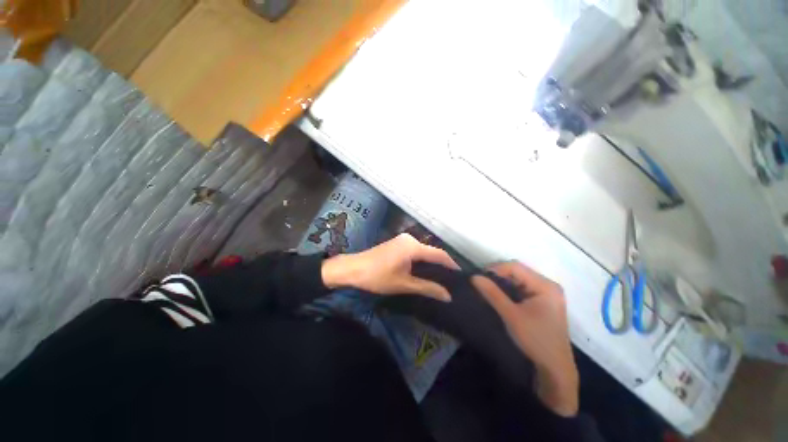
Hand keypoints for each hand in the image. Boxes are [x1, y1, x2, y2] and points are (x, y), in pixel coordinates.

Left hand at [321, 233, 459, 300]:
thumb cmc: (378, 277)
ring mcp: (403, 239)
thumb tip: (448, 296)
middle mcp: (410, 239)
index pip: (439, 254)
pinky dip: (422, 259)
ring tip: (441, 276)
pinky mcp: (398, 243)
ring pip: (423, 251)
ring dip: (431, 262)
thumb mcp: (404, 284)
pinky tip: (425, 269)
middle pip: (431, 251)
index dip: (451, 264)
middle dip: (442, 264)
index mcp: (413, 246)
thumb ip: (427, 288)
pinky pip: (415, 250)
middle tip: (452, 279)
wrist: (353, 268)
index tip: (461, 275)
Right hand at [471, 262, 578, 416]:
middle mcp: (548, 285)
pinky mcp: (542, 301)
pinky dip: (509, 290)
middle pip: (518, 272)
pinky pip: (522, 288)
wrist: (554, 369)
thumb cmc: (535, 340)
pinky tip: (499, 296)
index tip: (479, 277)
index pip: (516, 267)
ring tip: (487, 288)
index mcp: (546, 286)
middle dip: (498, 276)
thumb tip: (474, 277)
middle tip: (481, 283)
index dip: (495, 269)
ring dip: (502, 283)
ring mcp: (546, 293)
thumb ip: (492, 293)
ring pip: (518, 280)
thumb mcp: (511, 315)